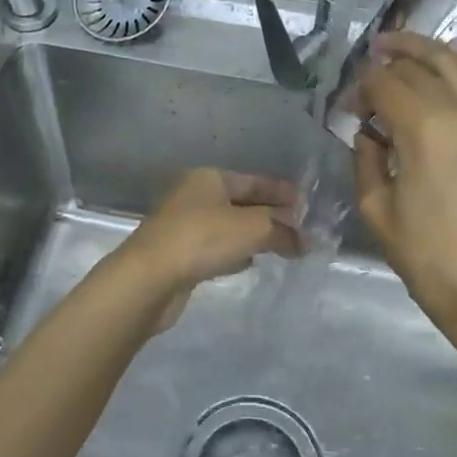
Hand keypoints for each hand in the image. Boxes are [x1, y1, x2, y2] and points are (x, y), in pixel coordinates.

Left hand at [116, 168, 302, 328]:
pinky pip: (216, 249)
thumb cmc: (202, 239)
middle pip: (242, 203)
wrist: (149, 278)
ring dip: (254, 235)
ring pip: (229, 227)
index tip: (307, 206)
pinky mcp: (179, 255)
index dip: (283, 192)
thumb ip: (283, 231)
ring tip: (282, 247)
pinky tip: (249, 263)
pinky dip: (235, 253)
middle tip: (301, 230)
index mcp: (209, 178)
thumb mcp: (253, 229)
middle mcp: (194, 196)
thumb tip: (304, 242)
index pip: (255, 181)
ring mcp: (184, 226)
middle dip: (271, 216)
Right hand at [353, 33, 456, 339]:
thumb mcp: (377, 211)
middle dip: (393, 56)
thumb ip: (365, 160)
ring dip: (427, 54)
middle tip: (372, 53)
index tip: (346, 102)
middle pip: (424, 63)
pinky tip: (433, 94)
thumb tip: (368, 135)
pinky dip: (450, 83)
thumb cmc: (427, 257)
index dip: (360, 85)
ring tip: (402, 51)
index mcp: (424, 128)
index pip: (386, 83)